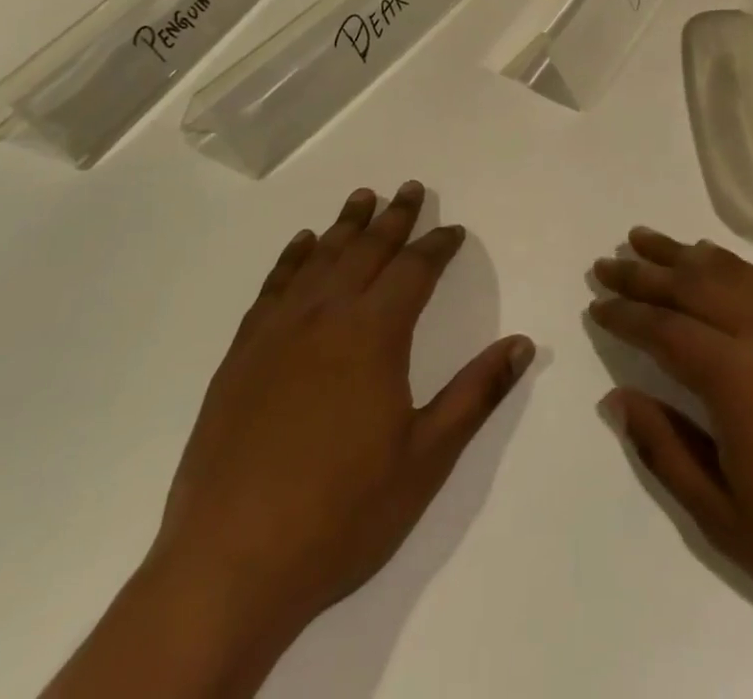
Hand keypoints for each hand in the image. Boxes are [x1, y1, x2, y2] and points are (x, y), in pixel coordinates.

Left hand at [159, 181, 534, 636]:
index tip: (454, 230)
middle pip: (367, 250)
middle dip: (395, 217)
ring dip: (346, 224)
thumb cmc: (341, 514)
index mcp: (374, 335)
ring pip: (320, 258)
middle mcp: (326, 316)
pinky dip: (293, 258)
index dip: (438, 246)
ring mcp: (278, 332)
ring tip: (363, 196)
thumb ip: (476, 394)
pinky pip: (274, 287)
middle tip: (411, 187)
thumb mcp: (426, 459)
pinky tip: (302, 244)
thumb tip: (522, 343)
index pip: (415, 270)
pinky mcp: (242, 354)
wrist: (229, 565)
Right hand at [590, 228, 752, 652]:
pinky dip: (730, 263)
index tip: (596, 304)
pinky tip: (712, 258)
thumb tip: (618, 397)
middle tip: (607, 262)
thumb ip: (665, 449)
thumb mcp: (724, 517)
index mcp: (736, 377)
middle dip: (643, 272)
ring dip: (682, 254)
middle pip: (691, 286)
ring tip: (646, 239)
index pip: (664, 329)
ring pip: (729, 273)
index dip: (625, 314)